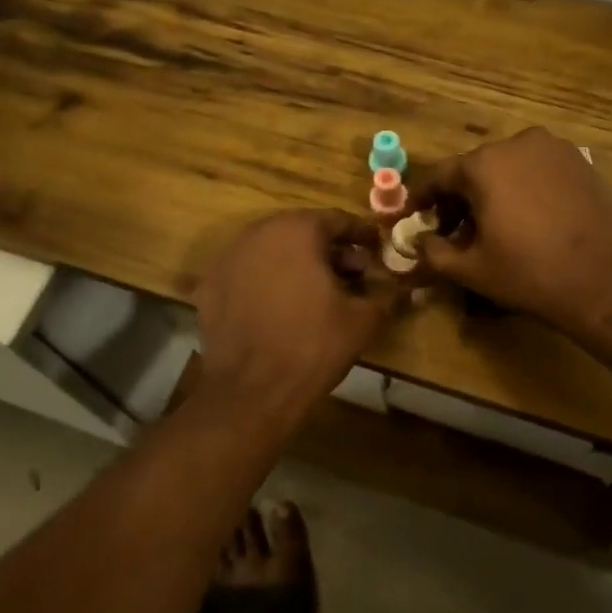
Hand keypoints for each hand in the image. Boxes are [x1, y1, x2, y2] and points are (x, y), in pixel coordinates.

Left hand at [195, 210, 393, 412]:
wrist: (251, 391)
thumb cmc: (313, 346)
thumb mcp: (362, 320)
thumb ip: (385, 295)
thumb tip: (402, 289)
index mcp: (298, 230)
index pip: (337, 220)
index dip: (361, 235)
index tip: (376, 248)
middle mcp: (259, 232)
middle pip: (302, 231)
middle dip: (329, 249)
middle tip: (352, 273)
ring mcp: (228, 257)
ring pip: (272, 249)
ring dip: (297, 263)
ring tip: (317, 291)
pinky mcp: (209, 285)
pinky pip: (248, 272)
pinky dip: (267, 280)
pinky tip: (281, 306)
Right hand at [407, 128, 611, 334]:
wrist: (608, 280)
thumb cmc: (531, 274)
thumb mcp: (472, 270)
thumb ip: (434, 252)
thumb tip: (419, 241)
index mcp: (484, 164)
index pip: (440, 175)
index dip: (423, 197)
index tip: (413, 215)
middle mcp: (517, 144)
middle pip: (475, 168)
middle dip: (460, 198)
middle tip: (455, 230)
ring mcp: (554, 149)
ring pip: (509, 167)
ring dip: (494, 191)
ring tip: (493, 226)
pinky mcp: (582, 161)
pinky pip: (539, 170)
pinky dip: (525, 188)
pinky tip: (529, 219)